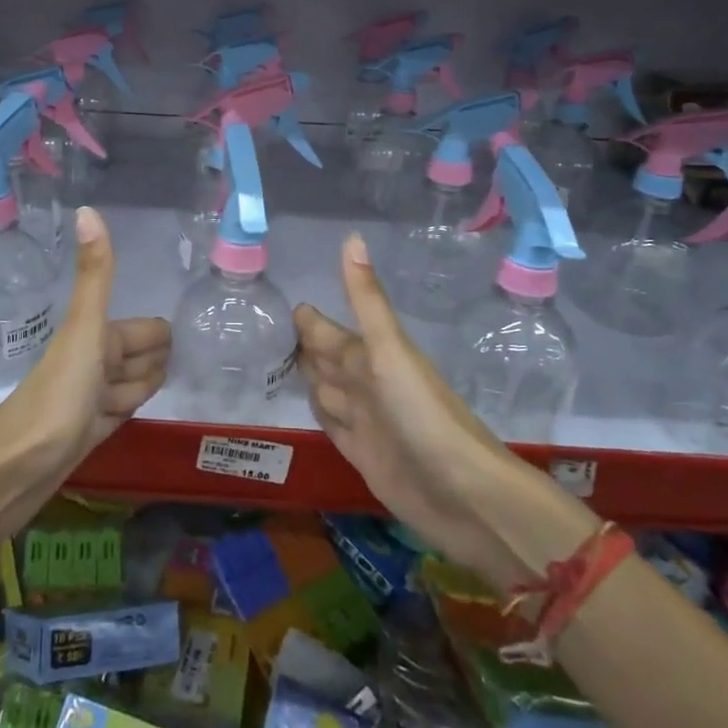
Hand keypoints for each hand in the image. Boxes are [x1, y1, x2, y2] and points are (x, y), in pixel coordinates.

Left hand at [0, 206, 169, 471]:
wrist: (19, 466)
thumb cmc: (59, 394)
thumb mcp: (85, 329)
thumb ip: (95, 274)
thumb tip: (88, 208)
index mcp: (97, 338)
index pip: (146, 331)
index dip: (161, 337)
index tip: (195, 334)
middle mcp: (94, 364)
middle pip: (139, 356)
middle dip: (159, 358)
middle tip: (194, 363)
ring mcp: (91, 401)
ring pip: (130, 384)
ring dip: (147, 384)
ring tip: (180, 383)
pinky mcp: (88, 434)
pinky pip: (119, 412)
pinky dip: (132, 408)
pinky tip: (141, 411)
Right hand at [294, 233, 529, 585]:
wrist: (461, 492)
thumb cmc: (423, 413)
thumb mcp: (390, 350)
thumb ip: (366, 299)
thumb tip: (351, 236)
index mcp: (369, 355)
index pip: (327, 331)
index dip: (308, 320)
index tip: (280, 302)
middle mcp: (364, 384)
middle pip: (326, 359)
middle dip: (302, 345)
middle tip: (267, 331)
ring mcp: (364, 420)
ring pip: (326, 390)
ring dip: (307, 377)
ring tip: (276, 364)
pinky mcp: (361, 454)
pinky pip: (330, 425)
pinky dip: (316, 412)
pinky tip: (305, 406)